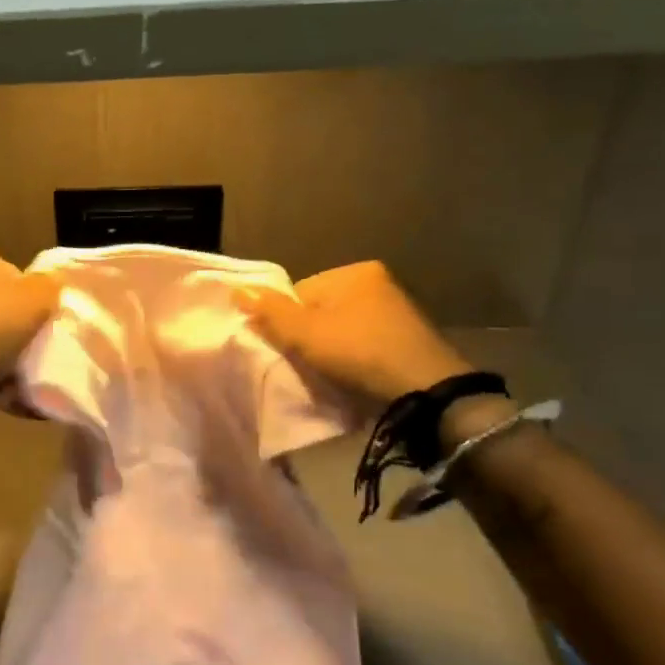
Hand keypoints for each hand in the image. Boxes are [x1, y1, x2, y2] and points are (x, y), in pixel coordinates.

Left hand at [0, 244, 59, 398]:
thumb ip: (53, 285)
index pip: (12, 271)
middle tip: (48, 352)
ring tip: (36, 383)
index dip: (35, 297)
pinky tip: (20, 402)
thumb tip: (53, 286)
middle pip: (3, 310)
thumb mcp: (36, 297)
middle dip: (25, 335)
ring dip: (15, 365)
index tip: (49, 320)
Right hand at [240, 261, 473, 407]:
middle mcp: (379, 283)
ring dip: (333, 351)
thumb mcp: (305, 334)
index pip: (300, 293)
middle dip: (311, 338)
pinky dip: (356, 360)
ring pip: (343, 330)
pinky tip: (355, 379)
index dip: (288, 323)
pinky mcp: (411, 340)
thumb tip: (237, 289)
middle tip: (309, 365)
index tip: (291, 350)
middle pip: (322, 312)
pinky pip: (366, 345)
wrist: (427, 392)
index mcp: (354, 272)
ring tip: (332, 376)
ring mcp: (398, 311)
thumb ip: (270, 312)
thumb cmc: (359, 353)